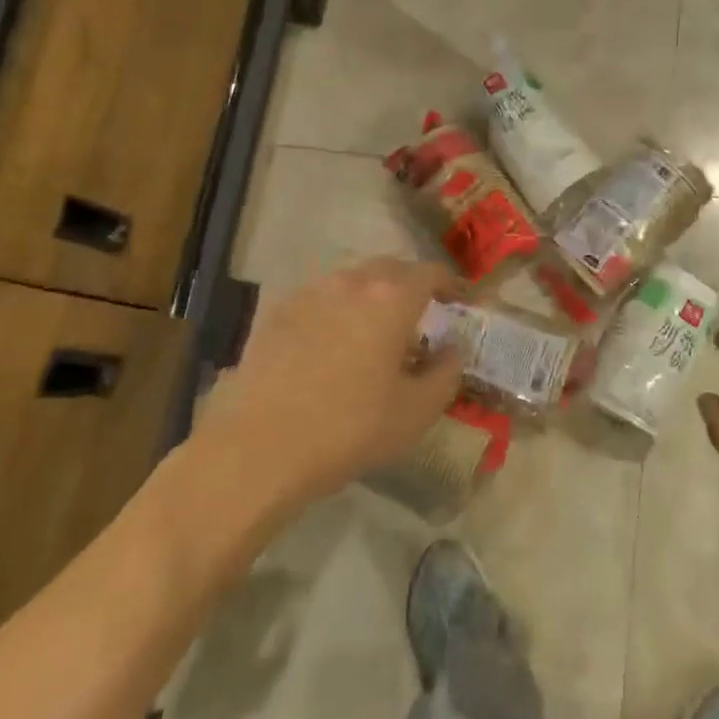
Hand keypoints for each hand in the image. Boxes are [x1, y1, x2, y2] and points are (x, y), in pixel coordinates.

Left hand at [193, 258, 463, 508]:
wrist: (259, 449)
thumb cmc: (350, 429)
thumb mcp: (417, 412)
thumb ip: (447, 372)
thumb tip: (452, 348)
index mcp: (392, 298)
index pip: (431, 272)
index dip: (450, 284)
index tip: (459, 301)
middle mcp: (351, 282)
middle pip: (390, 269)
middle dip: (410, 285)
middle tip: (420, 315)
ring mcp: (309, 294)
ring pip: (351, 281)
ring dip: (371, 296)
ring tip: (374, 330)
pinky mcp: (276, 313)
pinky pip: (319, 300)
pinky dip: (335, 311)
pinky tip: (331, 344)